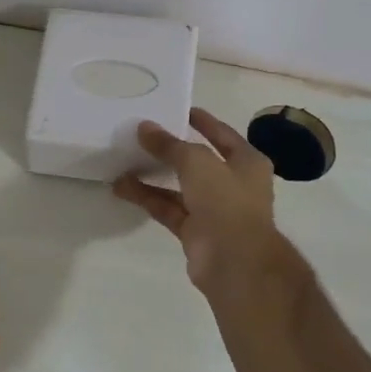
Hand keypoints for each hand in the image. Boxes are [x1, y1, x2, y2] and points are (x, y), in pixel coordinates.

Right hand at [113, 109, 286, 296]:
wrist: (234, 261)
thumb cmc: (226, 202)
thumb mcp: (197, 162)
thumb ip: (169, 145)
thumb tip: (144, 127)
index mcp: (247, 163)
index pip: (222, 135)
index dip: (202, 121)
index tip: (178, 110)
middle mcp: (233, 184)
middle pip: (198, 162)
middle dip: (170, 150)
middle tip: (142, 136)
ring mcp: (213, 210)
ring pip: (178, 187)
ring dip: (153, 176)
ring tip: (123, 161)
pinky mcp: (194, 231)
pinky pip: (167, 209)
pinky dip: (147, 198)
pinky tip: (123, 187)